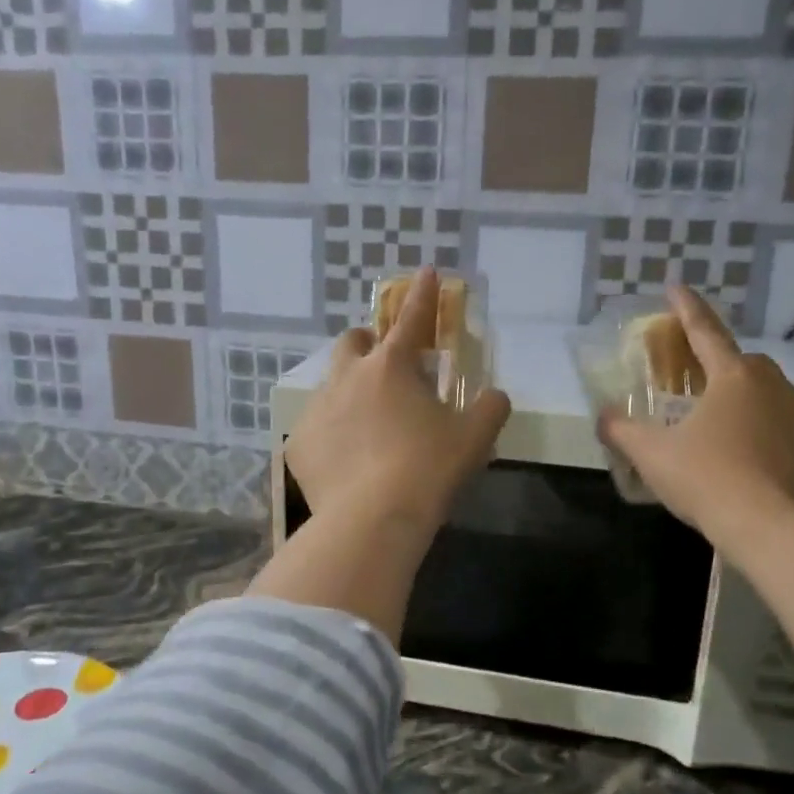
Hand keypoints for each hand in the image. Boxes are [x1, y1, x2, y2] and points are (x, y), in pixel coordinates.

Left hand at [286, 268, 511, 534]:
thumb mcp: (474, 438)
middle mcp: (348, 378)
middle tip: (386, 366)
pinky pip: (316, 430)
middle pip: (352, 342)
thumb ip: (490, 409)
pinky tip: (347, 463)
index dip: (424, 294)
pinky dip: (333, 436)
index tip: (426, 272)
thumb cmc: (428, 470)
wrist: (372, 520)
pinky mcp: (298, 445)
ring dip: (350, 391)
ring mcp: (318, 410)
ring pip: (330, 385)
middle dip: (368, 344)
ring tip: (368, 424)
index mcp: (392, 367)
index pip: (413, 319)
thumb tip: (495, 397)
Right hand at [601, 286, 793, 544]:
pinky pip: (791, 439)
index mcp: (735, 378)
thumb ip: (622, 430)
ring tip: (727, 434)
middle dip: (722, 367)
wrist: (775, 531)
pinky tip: (755, 470)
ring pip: (773, 401)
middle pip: (745, 366)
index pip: (705, 332)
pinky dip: (772, 444)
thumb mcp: (652, 454)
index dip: (687, 308)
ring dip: (750, 407)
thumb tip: (602, 417)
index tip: (676, 286)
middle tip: (699, 385)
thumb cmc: (707, 479)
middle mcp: (777, 389)